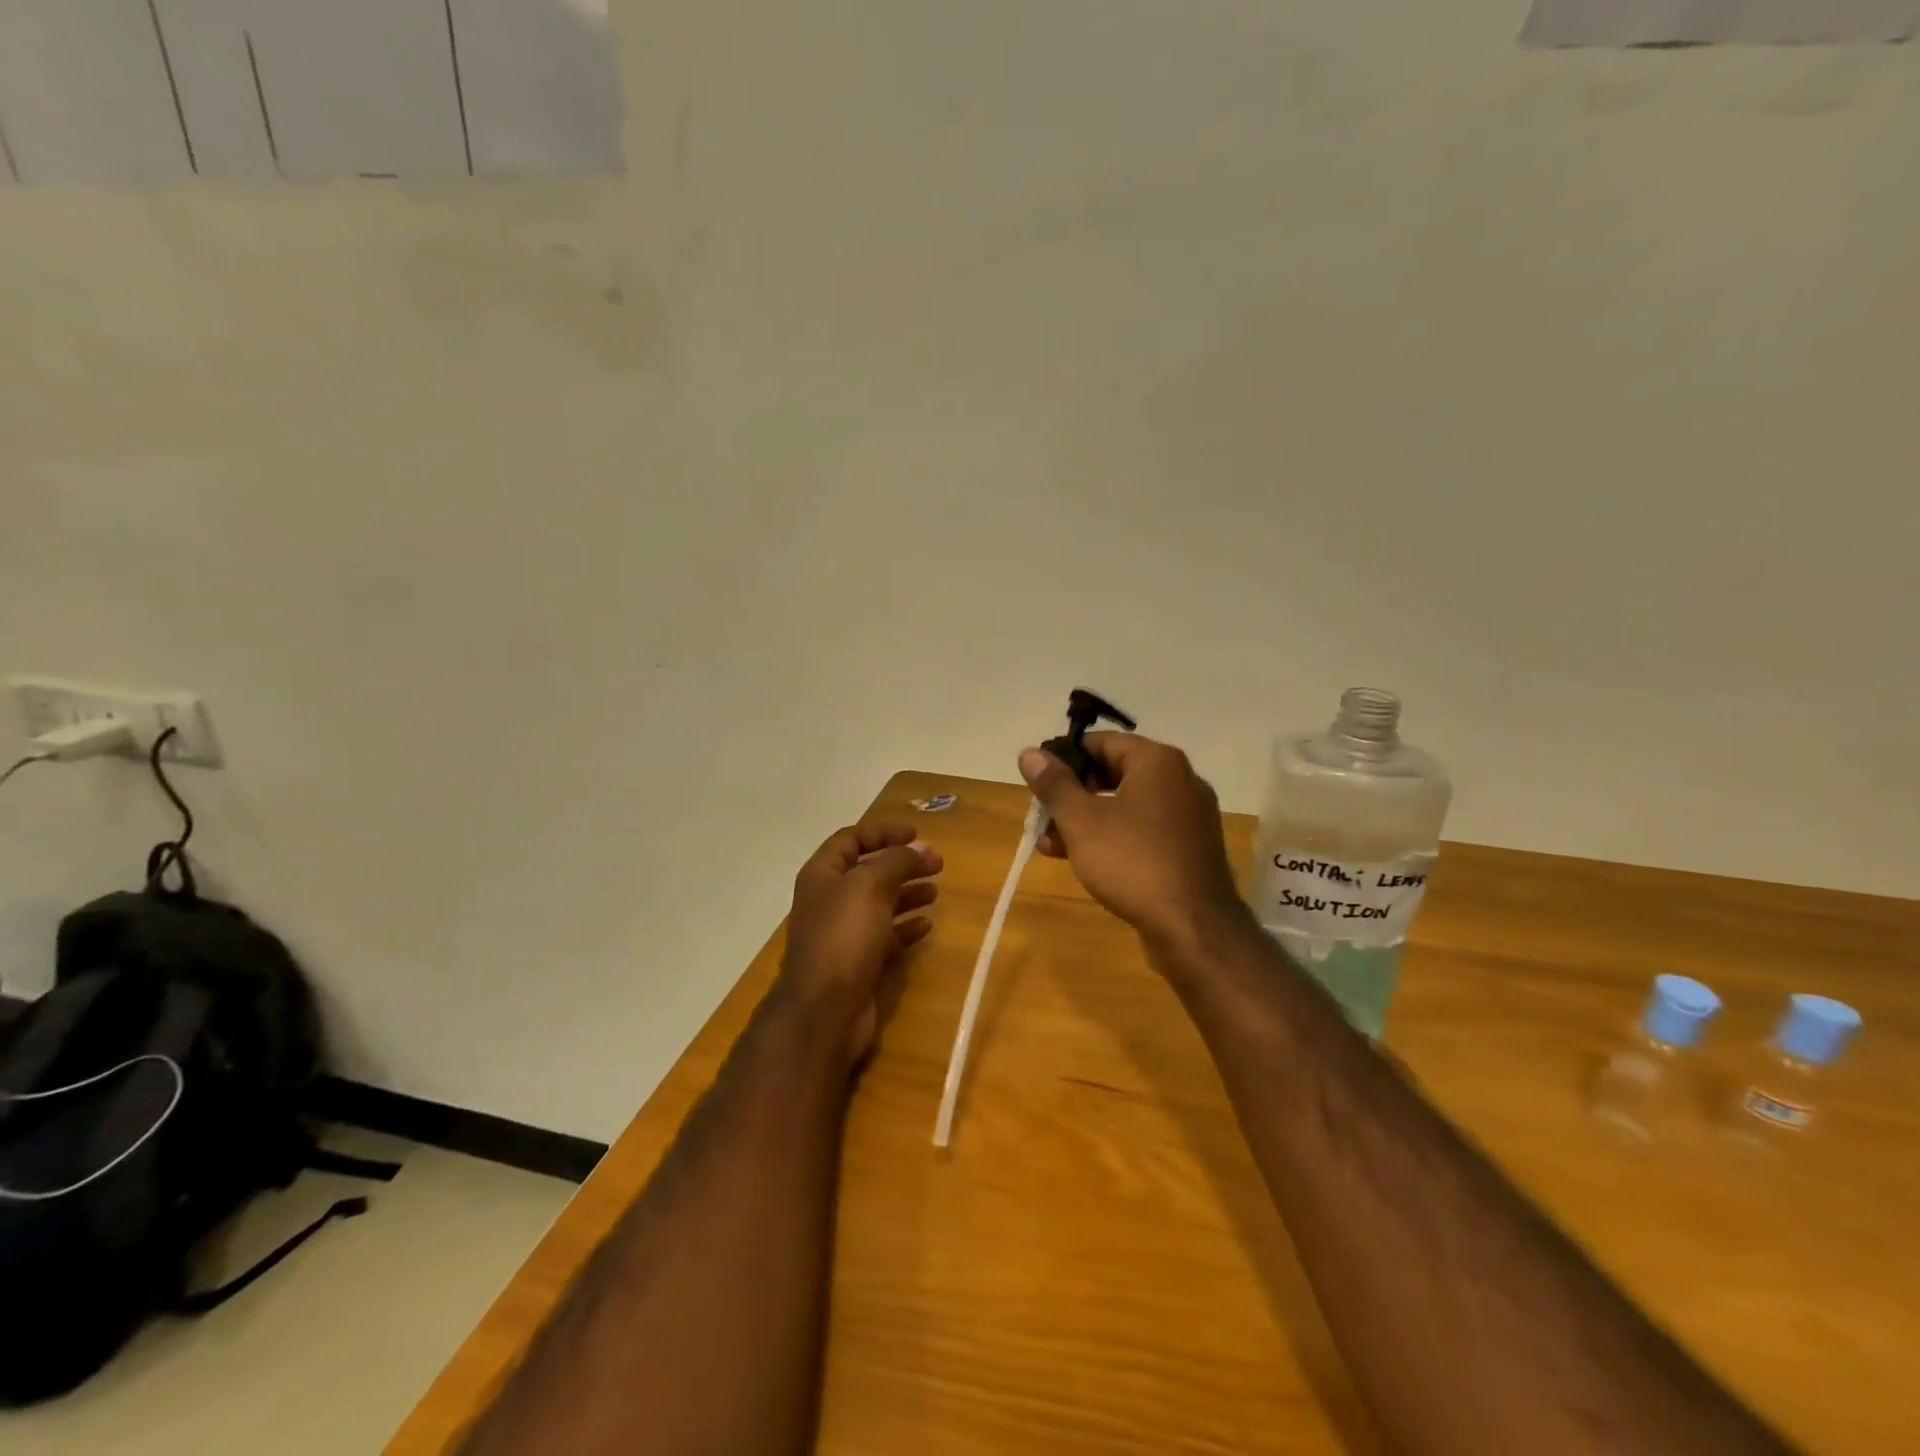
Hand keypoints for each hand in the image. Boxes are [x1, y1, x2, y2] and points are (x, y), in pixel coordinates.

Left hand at [776, 823, 942, 1064]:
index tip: (916, 834)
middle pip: (868, 872)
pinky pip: (884, 937)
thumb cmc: (844, 936)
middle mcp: (829, 900)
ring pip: (879, 904)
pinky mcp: (857, 963)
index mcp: (822, 875)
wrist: (824, 1009)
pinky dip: (905, 928)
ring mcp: (842, 934)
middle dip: (901, 864)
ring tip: (936, 893)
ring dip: (906, 894)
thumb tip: (920, 849)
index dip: (882, 832)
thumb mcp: (870, 885)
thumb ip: (896, 861)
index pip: (851, 840)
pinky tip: (927, 927)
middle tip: (937, 864)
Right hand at [1019, 734, 1246, 948]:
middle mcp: (1180, 780)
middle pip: (1114, 773)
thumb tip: (1029, 753)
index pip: (1101, 742)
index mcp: (1157, 761)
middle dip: (1072, 795)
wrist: (1193, 928)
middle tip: (1042, 816)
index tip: (1037, 780)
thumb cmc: (1133, 862)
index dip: (1064, 758)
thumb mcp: (1082, 821)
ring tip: (1050, 845)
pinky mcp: (1190, 848)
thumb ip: (1054, 784)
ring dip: (1087, 820)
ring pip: (1126, 805)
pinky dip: (1113, 837)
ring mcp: (1189, 816)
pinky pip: (1144, 830)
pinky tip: (1083, 861)